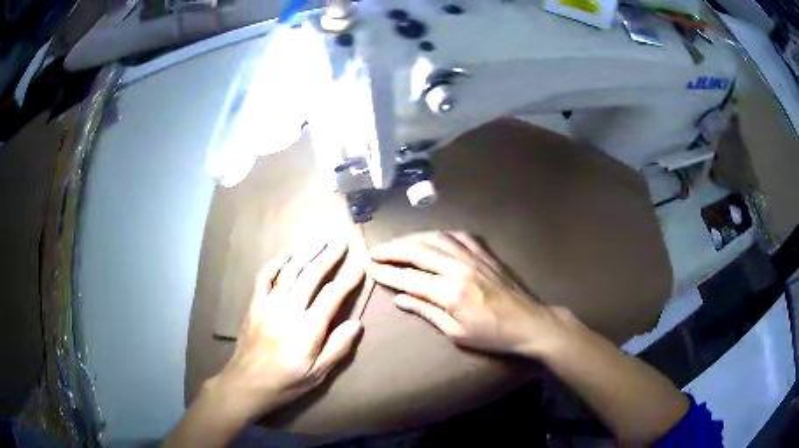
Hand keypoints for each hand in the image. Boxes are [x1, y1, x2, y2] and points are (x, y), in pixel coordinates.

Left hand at [212, 240, 364, 421]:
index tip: (359, 267)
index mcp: (307, 328)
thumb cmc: (286, 382)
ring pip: (290, 271)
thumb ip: (338, 348)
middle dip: (328, 258)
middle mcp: (288, 309)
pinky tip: (287, 254)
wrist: (247, 383)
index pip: (332, 296)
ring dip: (306, 253)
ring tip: (320, 240)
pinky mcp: (255, 304)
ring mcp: (269, 304)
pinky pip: (265, 277)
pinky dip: (276, 263)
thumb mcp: (318, 373)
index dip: (347, 281)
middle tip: (341, 243)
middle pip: (311, 276)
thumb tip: (357, 323)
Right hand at [368, 232, 564, 355]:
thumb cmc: (492, 335)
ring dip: (412, 238)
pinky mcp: (484, 253)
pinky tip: (430, 237)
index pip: (409, 277)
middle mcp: (459, 267)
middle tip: (375, 251)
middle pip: (418, 251)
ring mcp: (473, 256)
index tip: (370, 268)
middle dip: (393, 249)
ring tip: (396, 242)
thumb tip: (400, 298)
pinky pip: (457, 236)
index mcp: (450, 292)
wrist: (529, 322)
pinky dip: (439, 234)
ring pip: (435, 238)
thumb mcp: (456, 332)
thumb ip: (426, 311)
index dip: (387, 272)